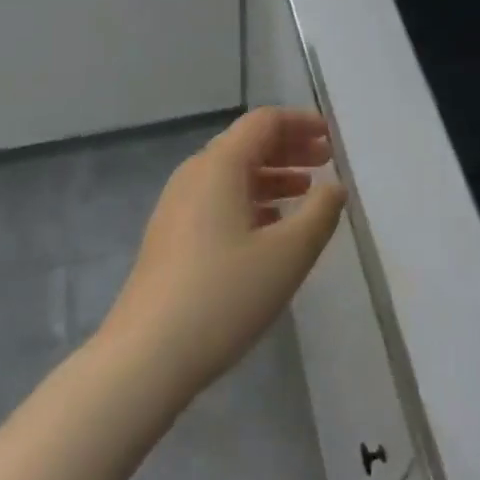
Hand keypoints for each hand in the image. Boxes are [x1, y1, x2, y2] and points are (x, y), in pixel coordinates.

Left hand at [100, 108, 345, 400]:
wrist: (145, 357)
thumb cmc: (224, 296)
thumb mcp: (288, 254)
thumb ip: (319, 213)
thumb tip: (334, 186)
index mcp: (220, 166)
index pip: (264, 122)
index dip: (301, 122)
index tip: (331, 136)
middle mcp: (195, 174)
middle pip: (247, 143)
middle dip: (289, 147)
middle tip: (326, 160)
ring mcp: (177, 206)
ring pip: (232, 173)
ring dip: (272, 175)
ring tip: (306, 191)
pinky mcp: (171, 236)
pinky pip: (218, 199)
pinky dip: (251, 199)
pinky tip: (271, 226)